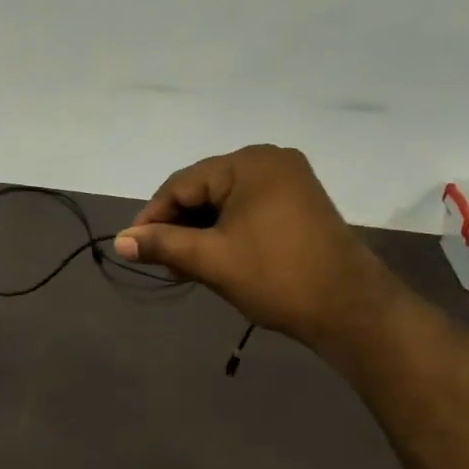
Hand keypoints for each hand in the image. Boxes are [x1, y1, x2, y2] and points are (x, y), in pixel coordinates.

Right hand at [114, 144, 388, 343]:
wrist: (348, 307)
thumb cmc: (275, 277)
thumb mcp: (210, 259)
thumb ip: (161, 244)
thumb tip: (120, 241)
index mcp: (249, 163)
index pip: (182, 184)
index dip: (152, 217)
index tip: (134, 249)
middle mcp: (270, 161)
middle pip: (203, 189)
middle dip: (178, 227)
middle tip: (161, 263)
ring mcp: (289, 181)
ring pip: (224, 202)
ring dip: (199, 232)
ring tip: (184, 267)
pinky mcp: (299, 203)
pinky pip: (247, 210)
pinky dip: (225, 232)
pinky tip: (213, 259)